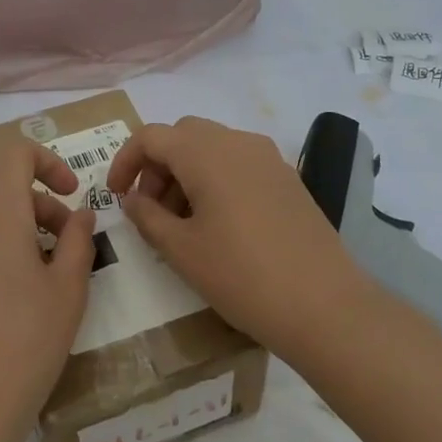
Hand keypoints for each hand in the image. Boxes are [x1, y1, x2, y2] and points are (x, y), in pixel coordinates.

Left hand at [0, 139, 96, 441]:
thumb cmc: (28, 343)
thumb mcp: (68, 290)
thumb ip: (77, 241)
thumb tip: (80, 214)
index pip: (15, 155)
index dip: (47, 162)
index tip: (70, 195)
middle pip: (1, 194)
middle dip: (39, 211)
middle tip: (64, 250)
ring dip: (1, 228)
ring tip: (20, 266)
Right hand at [105, 116, 365, 354]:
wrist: (324, 306)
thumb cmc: (241, 275)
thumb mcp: (181, 250)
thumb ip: (147, 216)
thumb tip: (132, 198)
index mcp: (206, 153)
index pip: (151, 136)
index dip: (125, 161)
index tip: (116, 196)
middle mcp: (238, 143)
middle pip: (183, 135)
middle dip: (158, 165)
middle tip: (150, 208)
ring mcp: (268, 159)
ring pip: (213, 148)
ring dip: (186, 172)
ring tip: (182, 222)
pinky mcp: (288, 179)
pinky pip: (239, 164)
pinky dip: (216, 179)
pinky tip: (218, 223)